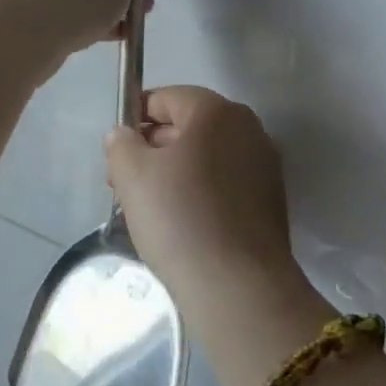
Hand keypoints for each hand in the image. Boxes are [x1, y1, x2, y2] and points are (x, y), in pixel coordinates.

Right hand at [106, 86, 306, 297]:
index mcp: (216, 111)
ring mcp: (264, 166)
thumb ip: (120, 142)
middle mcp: (248, 129)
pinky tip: (177, 223)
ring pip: (205, 157)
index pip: (165, 97)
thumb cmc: (178, 217)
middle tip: (122, 183)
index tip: (116, 151)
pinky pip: (223, 183)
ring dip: (172, 173)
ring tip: (145, 207)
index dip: (134, 118)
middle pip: (187, 126)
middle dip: (151, 148)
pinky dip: (198, 193)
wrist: (237, 288)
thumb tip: (124, 134)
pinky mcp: (269, 201)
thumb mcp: (131, 173)